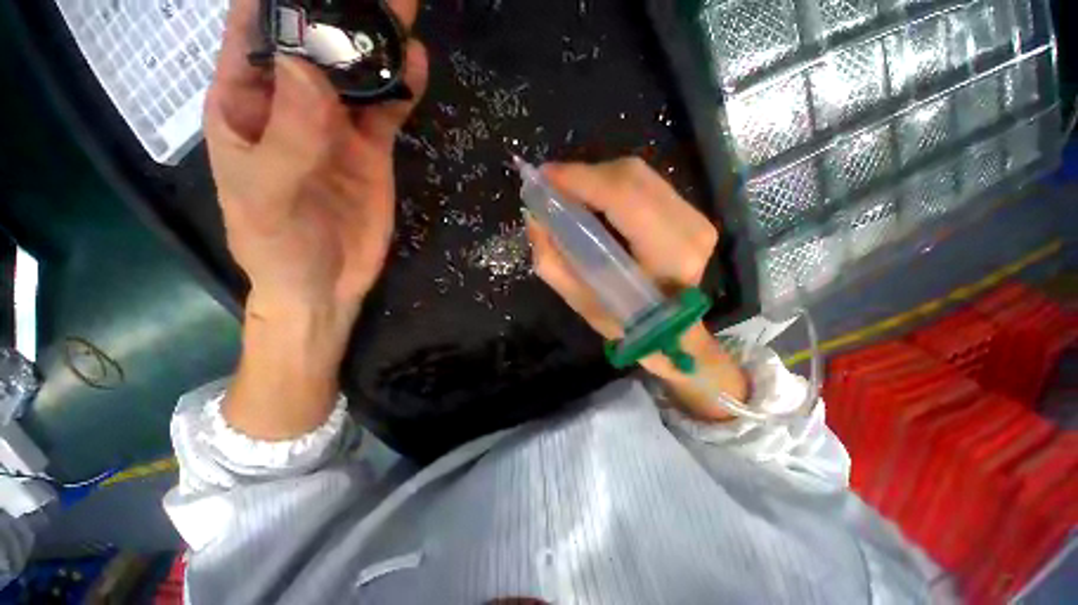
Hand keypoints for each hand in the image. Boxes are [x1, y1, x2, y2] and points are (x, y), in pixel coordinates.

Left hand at [207, 0, 426, 438]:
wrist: (325, 283)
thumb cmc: (278, 246)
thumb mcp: (268, 195)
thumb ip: (285, 136)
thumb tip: (310, 69)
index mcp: (245, 102)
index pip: (255, 30)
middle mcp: (291, 103)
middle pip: (314, 41)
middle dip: (339, 8)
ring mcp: (336, 126)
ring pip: (356, 70)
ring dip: (376, 39)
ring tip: (402, 9)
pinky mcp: (371, 149)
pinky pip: (387, 110)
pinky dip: (402, 88)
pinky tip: (416, 66)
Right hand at [526, 158, 747, 420]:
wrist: (673, 330)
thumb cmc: (627, 323)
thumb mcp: (581, 301)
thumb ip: (552, 260)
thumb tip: (533, 217)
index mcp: (667, 256)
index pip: (623, 197)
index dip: (580, 179)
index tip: (544, 177)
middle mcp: (689, 228)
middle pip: (630, 176)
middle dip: (585, 175)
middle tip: (552, 186)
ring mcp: (696, 217)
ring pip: (638, 175)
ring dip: (598, 179)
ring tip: (569, 192)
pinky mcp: (691, 213)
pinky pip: (646, 184)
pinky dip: (613, 185)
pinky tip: (594, 198)